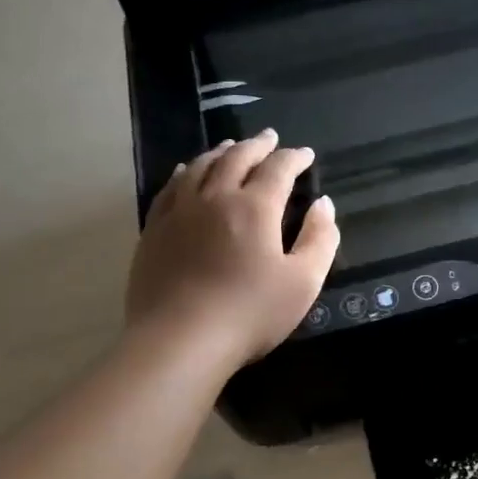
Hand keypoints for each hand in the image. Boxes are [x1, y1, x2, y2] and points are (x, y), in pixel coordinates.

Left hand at [125, 131, 338, 366]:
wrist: (179, 341)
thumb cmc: (250, 313)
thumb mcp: (303, 282)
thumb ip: (320, 239)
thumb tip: (323, 204)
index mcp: (255, 208)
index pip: (278, 169)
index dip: (294, 158)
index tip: (306, 154)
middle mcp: (215, 198)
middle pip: (236, 158)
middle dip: (257, 145)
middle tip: (270, 138)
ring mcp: (179, 212)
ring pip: (200, 167)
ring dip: (220, 152)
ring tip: (231, 146)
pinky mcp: (154, 231)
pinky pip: (169, 189)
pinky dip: (184, 172)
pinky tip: (185, 171)